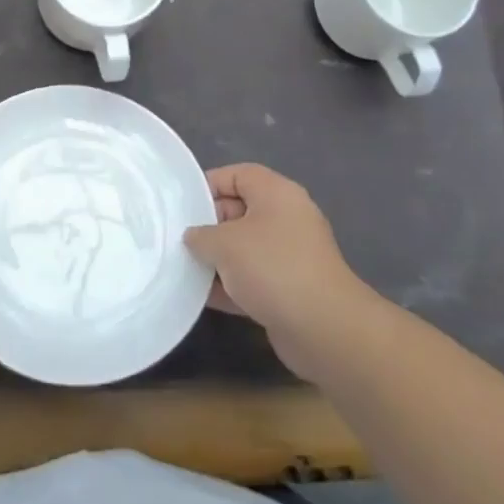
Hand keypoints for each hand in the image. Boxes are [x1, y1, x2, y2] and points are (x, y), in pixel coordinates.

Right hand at [185, 163, 367, 380]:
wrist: (324, 329)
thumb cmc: (272, 268)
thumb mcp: (225, 243)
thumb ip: (201, 235)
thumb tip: (194, 238)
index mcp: (277, 194)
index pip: (237, 175)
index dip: (208, 185)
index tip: (182, 206)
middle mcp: (286, 218)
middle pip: (239, 211)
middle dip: (208, 226)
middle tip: (179, 240)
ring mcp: (290, 255)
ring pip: (244, 248)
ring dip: (217, 259)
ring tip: (184, 268)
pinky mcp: (290, 289)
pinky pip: (252, 278)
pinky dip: (230, 285)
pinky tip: (202, 296)